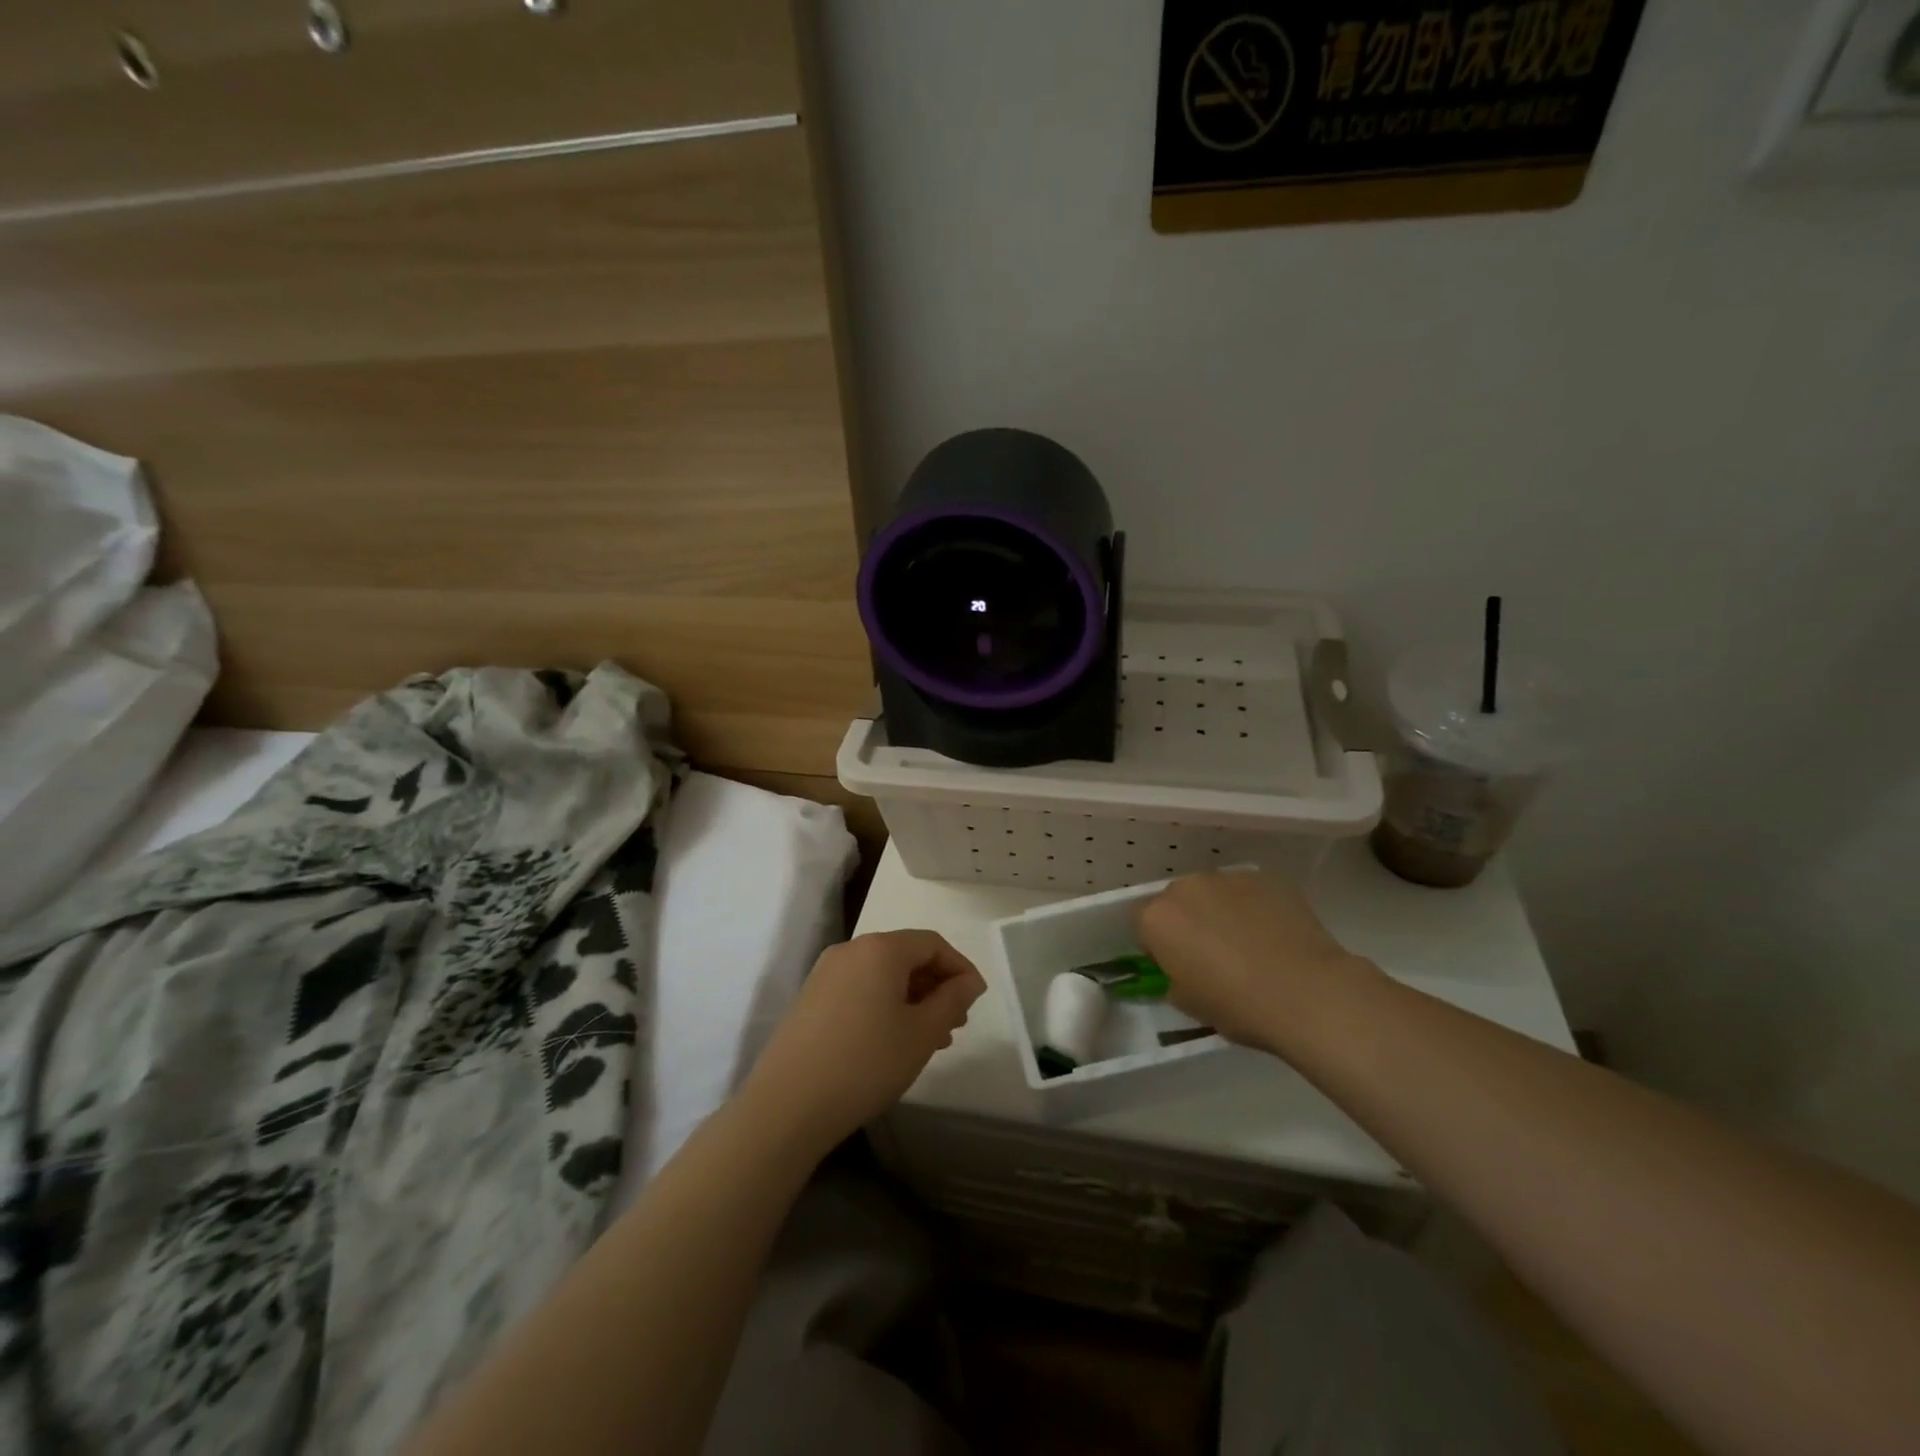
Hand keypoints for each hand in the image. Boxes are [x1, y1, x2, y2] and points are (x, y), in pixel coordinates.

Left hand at [741, 930, 985, 1153]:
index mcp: (880, 948)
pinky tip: (893, 1042)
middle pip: (906, 956)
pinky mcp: (810, 998)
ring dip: (912, 999)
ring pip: (882, 975)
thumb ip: (952, 1000)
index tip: (976, 1001)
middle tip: (955, 1024)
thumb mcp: (921, 1033)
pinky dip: (884, 1006)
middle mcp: (851, 950)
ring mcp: (825, 973)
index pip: (932, 943)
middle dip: (936, 986)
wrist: (787, 1105)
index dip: (960, 968)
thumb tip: (968, 982)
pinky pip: (860, 989)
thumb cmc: (866, 1063)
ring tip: (930, 1039)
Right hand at [1134, 871, 1373, 1054]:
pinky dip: (1253, 907)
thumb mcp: (1189, 1004)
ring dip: (1219, 911)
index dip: (1159, 946)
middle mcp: (1185, 887)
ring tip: (1248, 943)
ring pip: (1212, 893)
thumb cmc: (1238, 1005)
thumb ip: (1174, 979)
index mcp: (1157, 918)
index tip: (1178, 966)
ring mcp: (1226, 878)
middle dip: (1188, 922)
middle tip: (1213, 954)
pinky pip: (1247, 891)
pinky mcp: (1264, 876)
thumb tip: (1183, 971)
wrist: (1307, 992)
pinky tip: (1274, 934)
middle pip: (1177, 901)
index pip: (1142, 924)